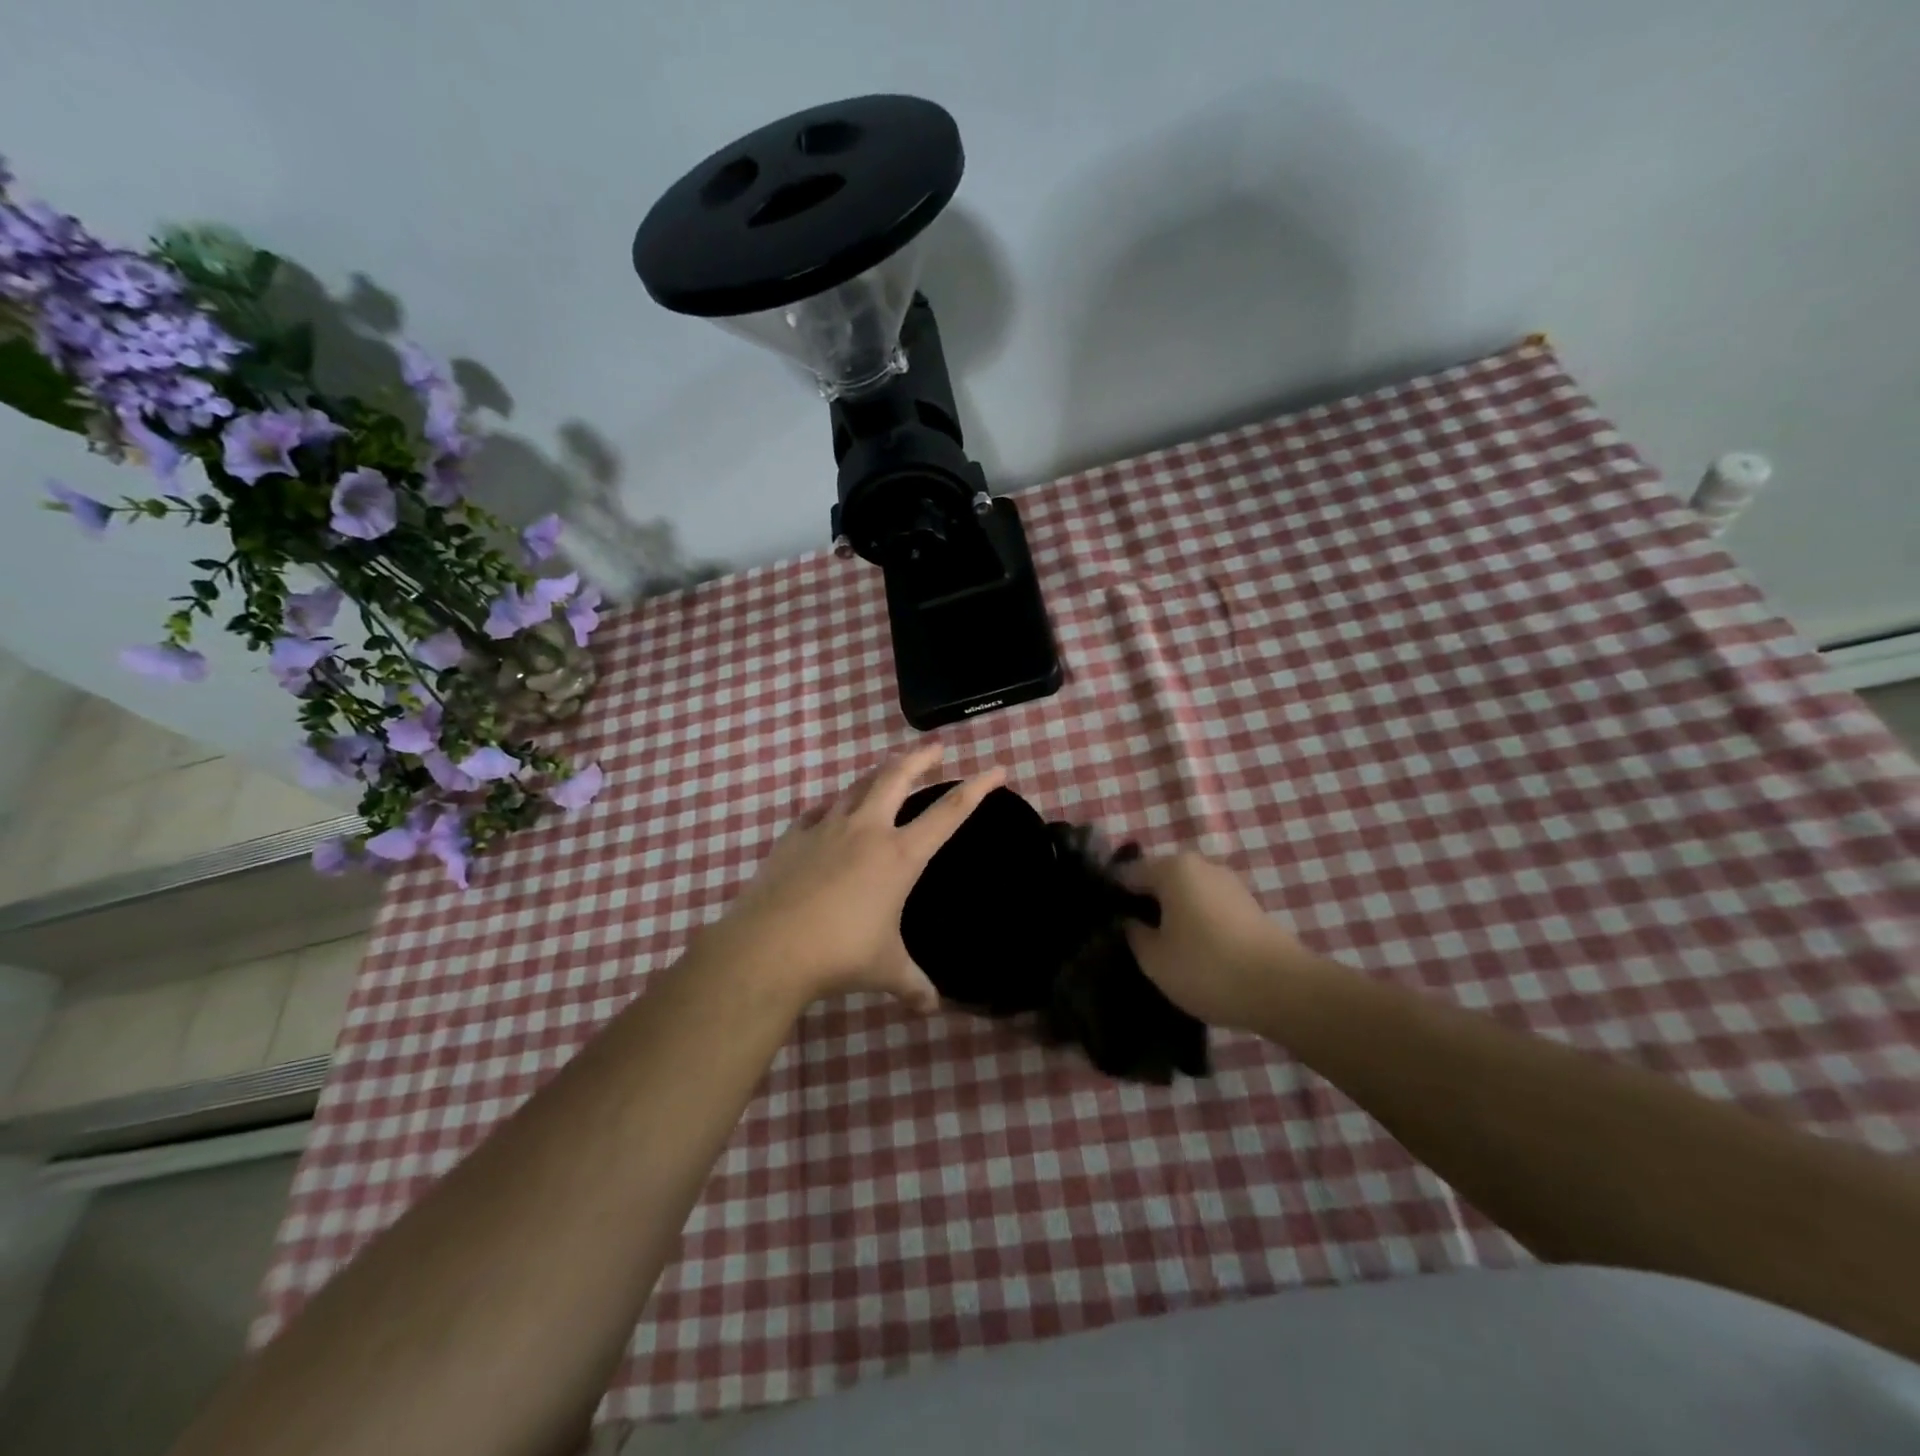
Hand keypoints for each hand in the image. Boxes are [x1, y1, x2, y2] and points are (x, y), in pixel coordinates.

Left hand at [692, 744, 1005, 1011]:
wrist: (769, 947)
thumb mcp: (886, 970)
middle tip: (936, 748)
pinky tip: (831, 812)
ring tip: (887, 770)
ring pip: (857, 786)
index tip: (997, 769)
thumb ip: (913, 985)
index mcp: (899, 855)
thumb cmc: (839, 954)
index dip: (977, 788)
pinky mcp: (793, 837)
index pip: (949, 812)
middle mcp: (866, 830)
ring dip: (877, 774)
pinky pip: (819, 811)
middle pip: (898, 777)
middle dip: (921, 758)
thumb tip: (931, 1008)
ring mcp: (826, 829)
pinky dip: (833, 806)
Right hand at [1117, 853, 1315, 1031]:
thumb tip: (1130, 922)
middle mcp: (1201, 865)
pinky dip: (1195, 922)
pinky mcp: (1249, 906)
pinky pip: (1208, 906)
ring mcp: (1229, 884)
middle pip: (1159, 879)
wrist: (1283, 990)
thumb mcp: (1154, 958)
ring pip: (1186, 893)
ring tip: (1161, 947)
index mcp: (1172, 868)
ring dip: (1171, 913)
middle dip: (1144, 903)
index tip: (1103, 922)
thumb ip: (1133, 934)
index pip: (1128, 873)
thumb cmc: (1207, 968)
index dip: (1112, 896)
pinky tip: (1192, 950)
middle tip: (1130, 937)